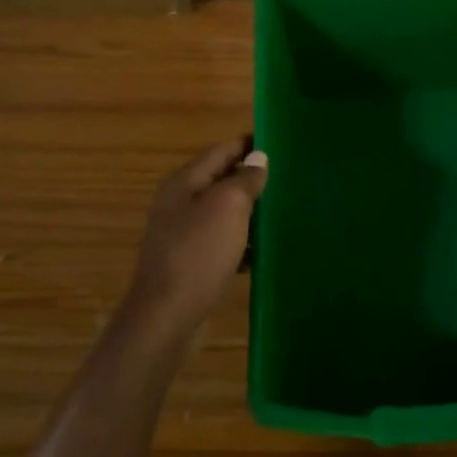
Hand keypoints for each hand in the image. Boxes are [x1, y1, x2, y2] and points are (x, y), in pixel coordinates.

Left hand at [121, 138, 267, 339]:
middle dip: (252, 177)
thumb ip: (245, 179)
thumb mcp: (228, 206)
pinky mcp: (190, 260)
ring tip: (282, 209)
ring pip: (223, 211)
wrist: (167, 315)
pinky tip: (262, 248)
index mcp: (184, 182)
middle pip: (221, 179)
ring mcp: (182, 233)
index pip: (221, 150)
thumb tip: (258, 159)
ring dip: (249, 209)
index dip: (249, 144)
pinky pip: (221, 239)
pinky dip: (242, 239)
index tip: (281, 142)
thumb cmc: (199, 253)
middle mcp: (179, 202)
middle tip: (288, 176)